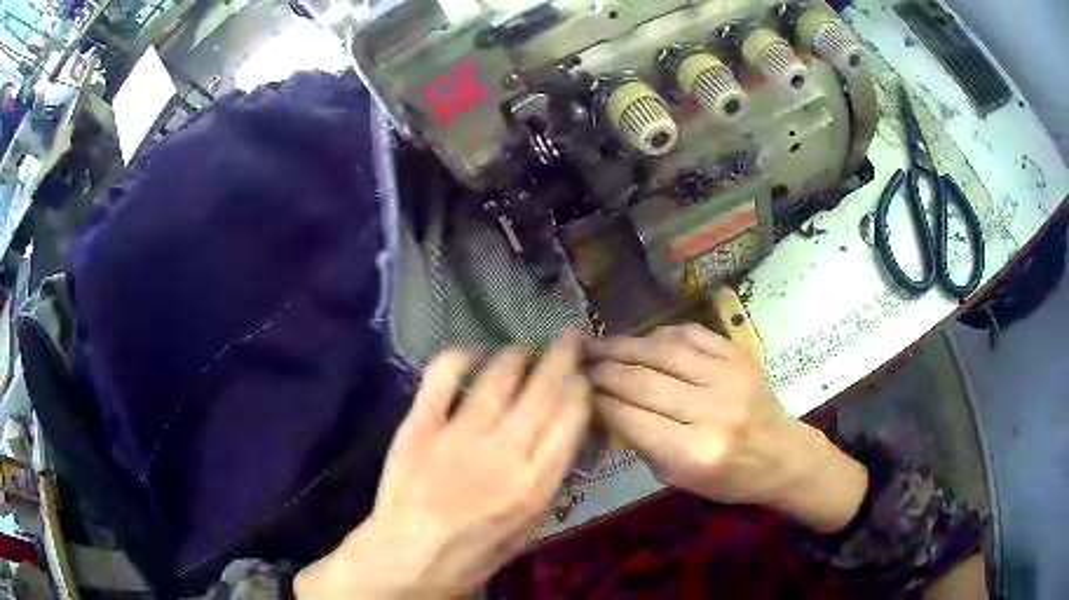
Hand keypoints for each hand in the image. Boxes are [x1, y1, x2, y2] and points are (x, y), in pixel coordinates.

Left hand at [296, 329, 590, 598]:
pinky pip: (443, 376)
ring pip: (499, 375)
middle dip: (562, 354)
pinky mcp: (421, 425)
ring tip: (524, 349)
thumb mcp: (530, 524)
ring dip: (517, 353)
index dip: (581, 386)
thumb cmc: (476, 550)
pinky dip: (461, 355)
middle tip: (569, 335)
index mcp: (536, 481)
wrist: (412, 555)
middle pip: (544, 387)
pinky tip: (473, 352)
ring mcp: (460, 435)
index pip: (571, 415)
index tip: (581, 374)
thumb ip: (547, 475)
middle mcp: (505, 451)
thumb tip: (559, 431)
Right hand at [589, 324, 866, 533]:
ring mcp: (729, 378)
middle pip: (643, 381)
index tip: (576, 390)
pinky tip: (642, 340)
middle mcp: (711, 412)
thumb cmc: (728, 478)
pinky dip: (661, 334)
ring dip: (624, 345)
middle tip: (577, 362)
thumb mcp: (677, 478)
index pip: (630, 417)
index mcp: (693, 453)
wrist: (782, 454)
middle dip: (604, 369)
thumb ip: (641, 442)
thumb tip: (603, 406)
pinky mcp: (740, 357)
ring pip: (664, 352)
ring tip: (598, 343)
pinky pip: (693, 335)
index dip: (597, 400)